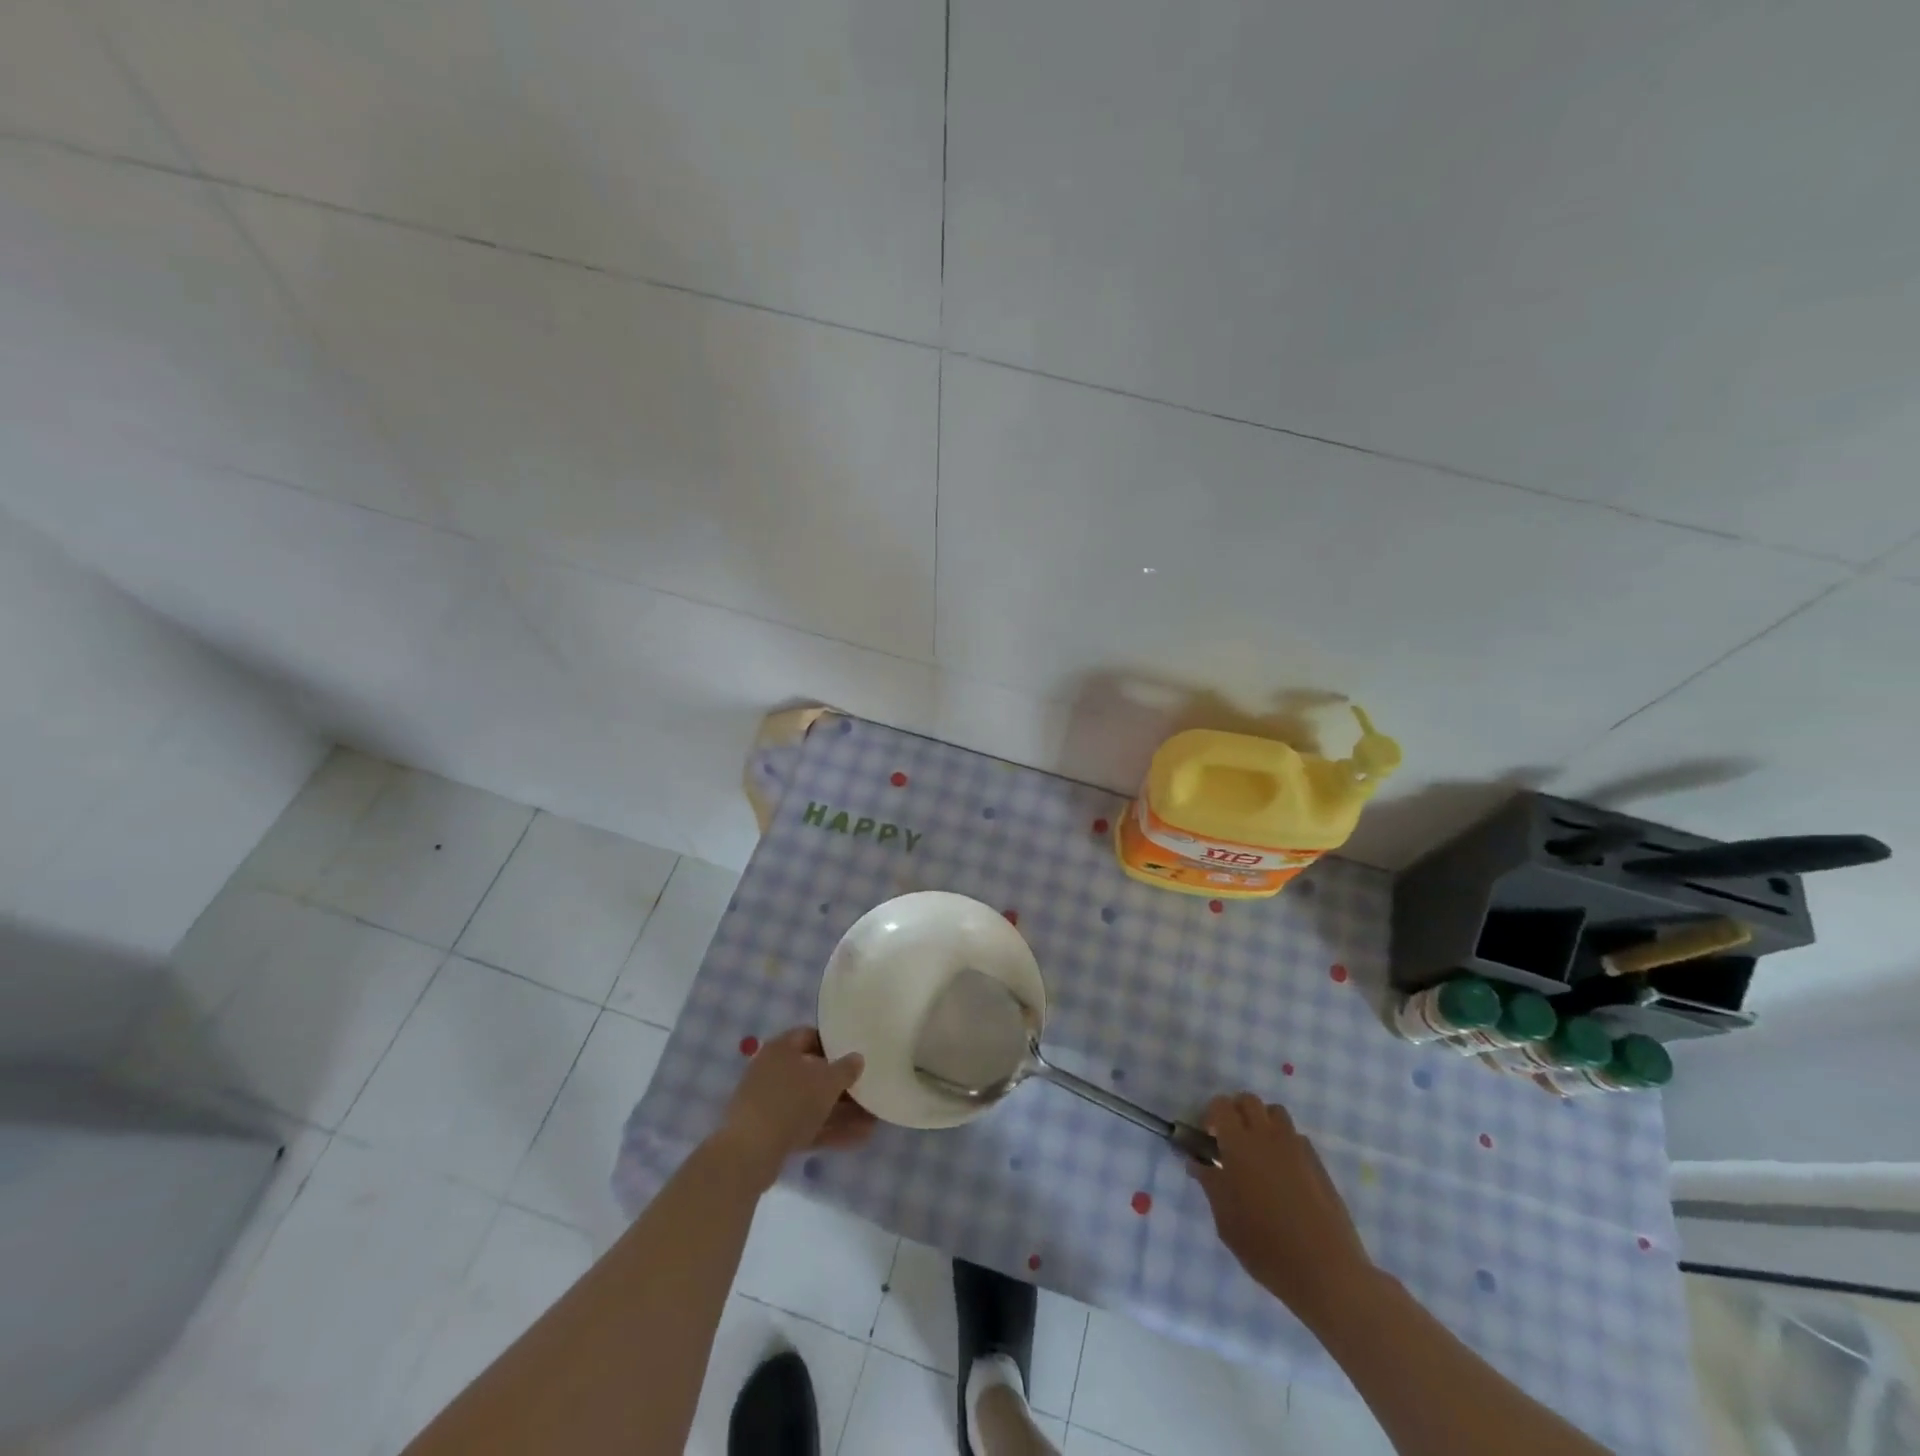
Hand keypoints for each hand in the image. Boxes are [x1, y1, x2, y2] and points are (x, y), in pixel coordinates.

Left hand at [714, 1027, 874, 1188]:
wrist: (748, 1154)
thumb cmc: (790, 1102)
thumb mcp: (827, 1082)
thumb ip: (846, 1069)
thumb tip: (857, 1058)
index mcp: (781, 1048)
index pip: (810, 1036)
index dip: (834, 1043)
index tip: (856, 1053)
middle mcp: (773, 1071)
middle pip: (813, 1072)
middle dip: (842, 1085)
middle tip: (867, 1090)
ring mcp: (770, 1103)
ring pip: (812, 1103)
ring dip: (841, 1111)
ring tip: (872, 1121)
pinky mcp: (771, 1133)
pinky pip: (806, 1125)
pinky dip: (829, 1129)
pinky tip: (858, 1139)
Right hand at [1189, 1094, 1373, 1324]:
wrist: (1326, 1271)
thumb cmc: (1266, 1247)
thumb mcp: (1226, 1220)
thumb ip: (1210, 1183)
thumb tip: (1197, 1161)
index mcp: (1239, 1144)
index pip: (1220, 1105)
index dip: (1210, 1116)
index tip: (1209, 1139)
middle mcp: (1267, 1136)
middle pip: (1249, 1100)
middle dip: (1236, 1113)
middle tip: (1231, 1142)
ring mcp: (1296, 1147)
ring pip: (1275, 1113)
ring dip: (1262, 1123)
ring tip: (1259, 1153)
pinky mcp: (1318, 1163)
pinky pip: (1296, 1137)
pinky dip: (1285, 1144)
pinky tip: (1284, 1174)